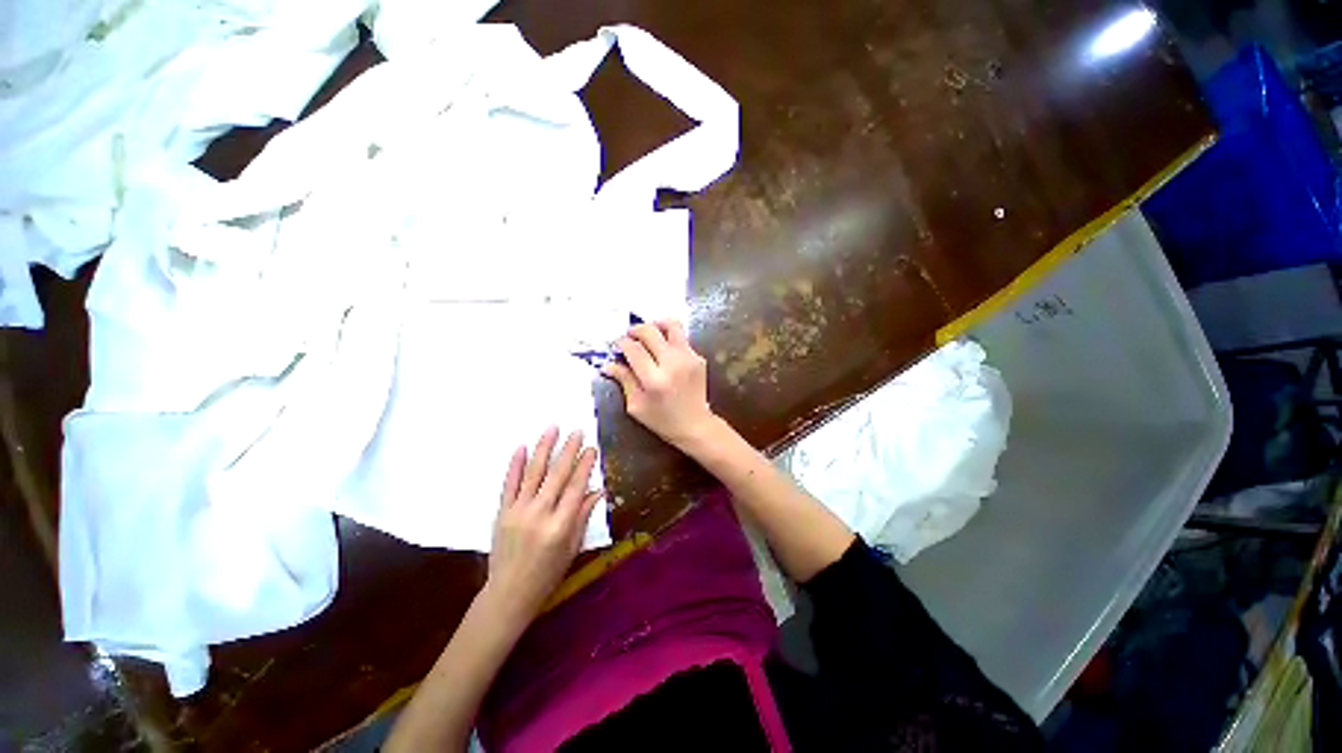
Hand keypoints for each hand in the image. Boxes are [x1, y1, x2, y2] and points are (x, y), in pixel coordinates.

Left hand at [487, 427, 602, 620]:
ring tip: (552, 428)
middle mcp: (540, 514)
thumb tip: (598, 490)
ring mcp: (518, 511)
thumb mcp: (573, 547)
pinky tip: (521, 447)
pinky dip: (515, 464)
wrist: (509, 592)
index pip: (576, 487)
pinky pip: (509, 483)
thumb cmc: (548, 573)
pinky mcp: (502, 512)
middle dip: (569, 450)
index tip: (591, 448)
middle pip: (557, 475)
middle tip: (577, 431)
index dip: (585, 466)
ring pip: (534, 473)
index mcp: (561, 525)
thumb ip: (584, 516)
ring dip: (544, 448)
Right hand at [604, 321, 719, 449]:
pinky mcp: (698, 358)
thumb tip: (607, 364)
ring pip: (671, 325)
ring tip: (649, 335)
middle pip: (650, 331)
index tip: (618, 346)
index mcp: (654, 379)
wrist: (695, 425)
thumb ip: (624, 381)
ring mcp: (688, 358)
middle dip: (635, 330)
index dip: (622, 343)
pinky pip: (681, 338)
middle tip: (630, 337)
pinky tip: (664, 352)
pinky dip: (669, 340)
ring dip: (656, 326)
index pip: (634, 349)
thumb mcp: (636, 405)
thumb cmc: (662, 420)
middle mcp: (672, 364)